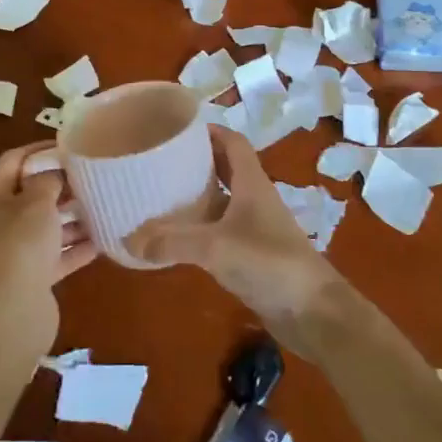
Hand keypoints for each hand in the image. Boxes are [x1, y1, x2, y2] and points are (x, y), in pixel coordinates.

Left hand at [0, 143, 96, 336]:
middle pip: (31, 196)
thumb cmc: (21, 242)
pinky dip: (76, 247)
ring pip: (46, 227)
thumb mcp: (37, 200)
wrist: (12, 309)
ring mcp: (14, 252)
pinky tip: (102, 239)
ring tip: (102, 204)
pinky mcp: (31, 278)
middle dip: (60, 186)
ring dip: (72, 218)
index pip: (13, 161)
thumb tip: (54, 172)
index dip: (40, 150)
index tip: (71, 146)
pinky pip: (57, 256)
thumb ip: (48, 180)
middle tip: (92, 176)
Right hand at [128, 125, 343, 346]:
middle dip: (196, 162)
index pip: (233, 142)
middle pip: (226, 169)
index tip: (178, 129)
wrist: (313, 312)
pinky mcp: (253, 255)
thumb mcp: (215, 247)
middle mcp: (255, 199)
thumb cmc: (269, 263)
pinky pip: (221, 232)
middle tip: (160, 162)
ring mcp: (256, 228)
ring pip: (223, 201)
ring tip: (160, 195)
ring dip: (197, 196)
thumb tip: (128, 239)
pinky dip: (200, 229)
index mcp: (252, 183)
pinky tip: (177, 239)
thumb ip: (171, 241)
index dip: (209, 131)